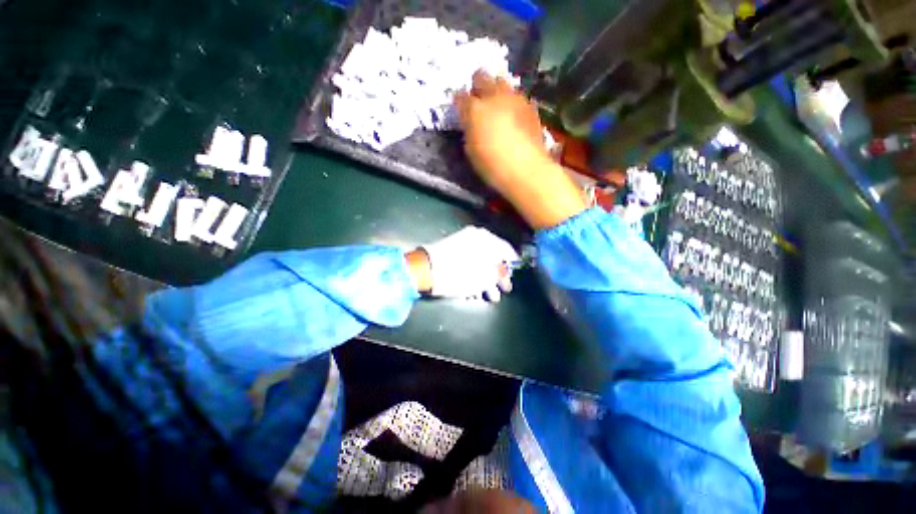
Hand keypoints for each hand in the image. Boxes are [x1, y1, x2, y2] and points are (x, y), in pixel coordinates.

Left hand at [406, 227, 517, 301]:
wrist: (425, 270)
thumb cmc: (459, 274)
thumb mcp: (484, 277)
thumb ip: (498, 274)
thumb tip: (503, 272)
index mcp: (486, 239)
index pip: (506, 250)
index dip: (513, 264)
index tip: (515, 275)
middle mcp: (475, 237)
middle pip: (493, 257)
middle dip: (497, 276)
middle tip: (502, 290)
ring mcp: (461, 243)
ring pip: (480, 262)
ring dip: (486, 279)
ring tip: (489, 296)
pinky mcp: (451, 251)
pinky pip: (468, 262)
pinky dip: (473, 275)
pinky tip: (474, 290)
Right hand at [454, 71, 586, 229]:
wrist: (526, 170)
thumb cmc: (492, 165)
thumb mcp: (471, 151)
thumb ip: (469, 130)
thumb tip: (470, 122)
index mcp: (475, 110)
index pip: (460, 96)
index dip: (459, 101)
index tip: (460, 107)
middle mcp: (494, 97)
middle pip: (482, 76)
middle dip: (477, 85)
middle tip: (478, 99)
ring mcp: (514, 99)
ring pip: (502, 82)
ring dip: (496, 90)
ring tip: (497, 104)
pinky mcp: (530, 106)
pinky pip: (517, 96)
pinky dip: (512, 101)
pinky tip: (513, 114)